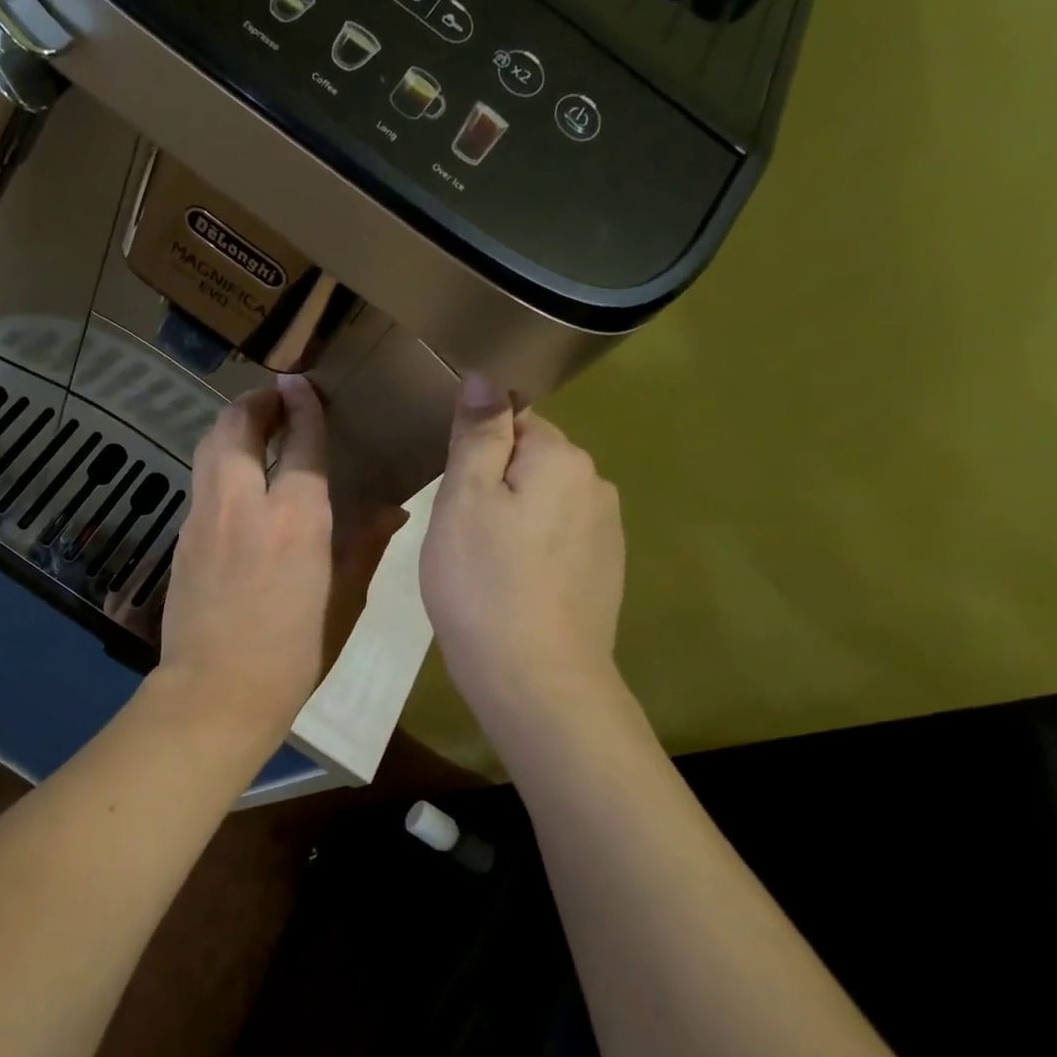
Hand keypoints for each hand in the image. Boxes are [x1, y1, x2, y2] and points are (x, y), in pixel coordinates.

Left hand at [158, 375, 402, 737]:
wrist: (216, 691)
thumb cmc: (293, 655)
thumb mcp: (343, 603)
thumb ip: (364, 547)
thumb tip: (392, 511)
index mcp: (296, 519)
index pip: (299, 441)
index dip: (303, 406)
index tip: (302, 384)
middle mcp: (244, 504)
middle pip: (237, 427)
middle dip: (255, 403)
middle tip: (275, 400)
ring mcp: (205, 518)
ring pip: (210, 447)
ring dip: (231, 426)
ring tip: (253, 429)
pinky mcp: (183, 537)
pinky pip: (201, 481)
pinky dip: (218, 462)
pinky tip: (234, 481)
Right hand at [420, 375, 625, 715]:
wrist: (535, 678)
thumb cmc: (484, 583)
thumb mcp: (464, 499)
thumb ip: (478, 434)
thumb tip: (486, 378)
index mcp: (562, 458)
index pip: (515, 418)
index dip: (475, 446)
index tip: (450, 483)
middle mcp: (596, 485)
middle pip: (531, 460)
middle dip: (493, 482)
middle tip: (456, 528)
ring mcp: (607, 532)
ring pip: (543, 502)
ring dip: (511, 517)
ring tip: (479, 561)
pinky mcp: (604, 572)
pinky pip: (557, 540)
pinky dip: (531, 550)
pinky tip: (509, 585)